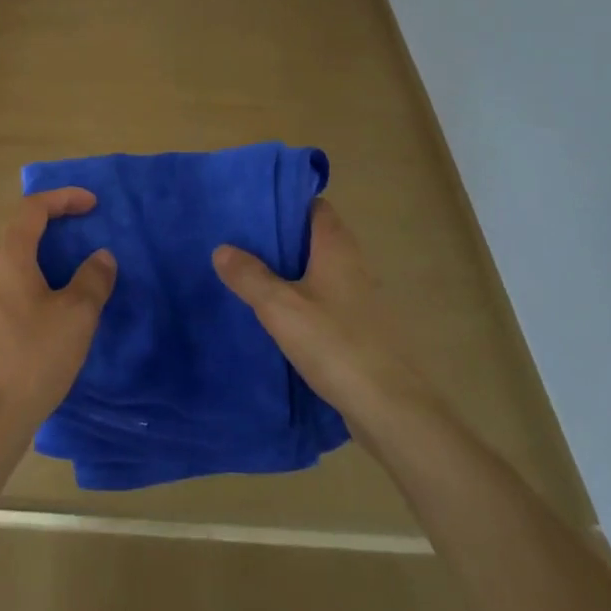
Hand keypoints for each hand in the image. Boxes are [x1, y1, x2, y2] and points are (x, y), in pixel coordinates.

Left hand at [0, 189, 116, 444]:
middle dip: (54, 233)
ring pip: (13, 271)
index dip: (63, 198)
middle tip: (85, 243)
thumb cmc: (32, 359)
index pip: (32, 209)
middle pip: (20, 237)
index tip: (93, 205)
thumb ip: (93, 279)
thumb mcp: (76, 316)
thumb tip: (100, 257)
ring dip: (43, 267)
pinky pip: (7, 298)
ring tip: (73, 287)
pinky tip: (49, 325)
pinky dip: (32, 294)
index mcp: (7, 258)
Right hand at [212, 199, 432, 436]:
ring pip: (320, 271)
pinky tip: (278, 316)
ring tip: (252, 275)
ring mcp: (361, 299)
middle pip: (315, 239)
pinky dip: (304, 300)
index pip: (315, 207)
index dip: (287, 203)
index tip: (254, 207)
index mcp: (337, 248)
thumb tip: (222, 248)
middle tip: (242, 241)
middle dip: (282, 238)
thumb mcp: (280, 307)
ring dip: (292, 271)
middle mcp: (354, 265)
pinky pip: (326, 301)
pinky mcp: (361, 329)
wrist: (388, 407)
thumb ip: (250, 276)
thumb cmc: (335, 343)